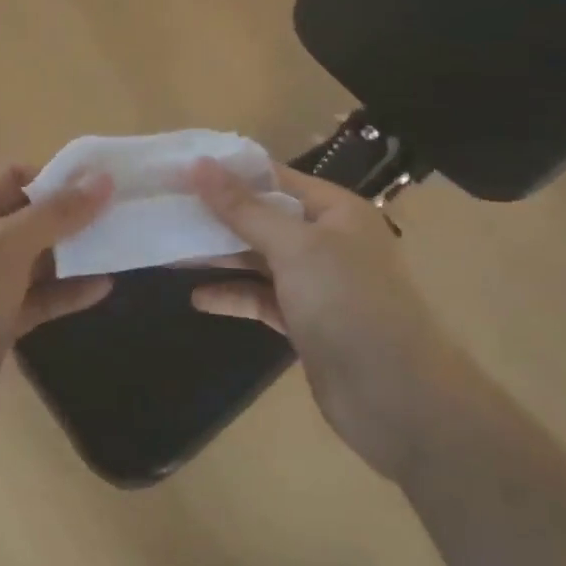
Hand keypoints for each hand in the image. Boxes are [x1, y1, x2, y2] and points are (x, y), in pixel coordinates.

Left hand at [0, 164, 113, 465]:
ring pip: (37, 260)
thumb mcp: (3, 248)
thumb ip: (55, 214)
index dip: (59, 178)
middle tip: (126, 217)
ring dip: (75, 254)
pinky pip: (37, 298)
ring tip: (124, 248)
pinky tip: (102, 288)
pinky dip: (66, 292)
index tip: (107, 185)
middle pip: (30, 217)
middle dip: (74, 217)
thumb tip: (102, 179)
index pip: (16, 176)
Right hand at [188, 159, 439, 478]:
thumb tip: (199, 164)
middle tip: (166, 209)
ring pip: (259, 259)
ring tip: (170, 250)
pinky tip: (198, 297)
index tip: (181, 168)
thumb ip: (244, 208)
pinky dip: (233, 296)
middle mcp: (327, 240)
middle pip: (263, 218)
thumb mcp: (294, 246)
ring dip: (220, 256)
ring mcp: (317, 284)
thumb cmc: (348, 304)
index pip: (274, 178)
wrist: (399, 401)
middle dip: (218, 215)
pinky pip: (262, 298)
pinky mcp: (306, 323)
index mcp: (335, 211)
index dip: (229, 172)